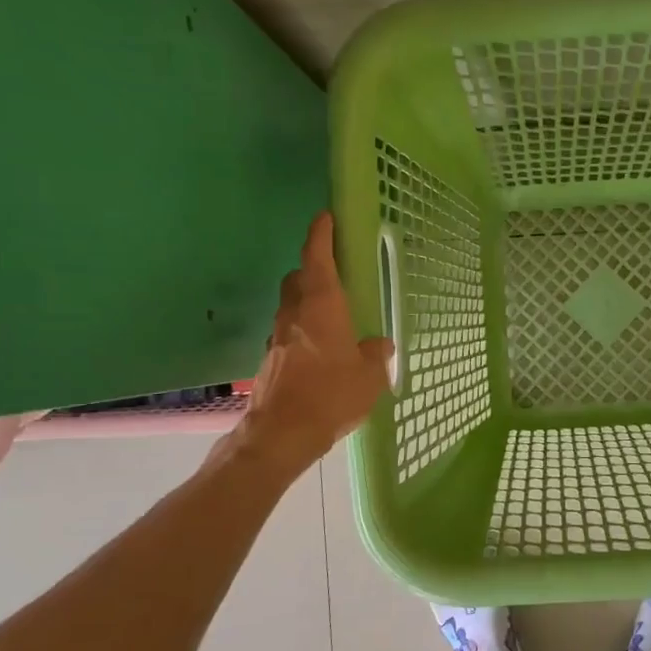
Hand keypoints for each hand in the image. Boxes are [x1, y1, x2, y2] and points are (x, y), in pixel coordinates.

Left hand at [238, 213, 393, 472]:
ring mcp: (277, 336)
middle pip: (298, 279)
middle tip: (333, 274)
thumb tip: (380, 344)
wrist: (282, 433)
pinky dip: (302, 331)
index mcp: (321, 306)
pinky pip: (288, 333)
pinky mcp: (270, 359)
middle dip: (312, 270)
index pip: (317, 258)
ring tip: (331, 317)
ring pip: (290, 306)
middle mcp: (294, 314)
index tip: (325, 217)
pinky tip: (319, 352)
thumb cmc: (331, 395)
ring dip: (306, 303)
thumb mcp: (369, 377)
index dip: (320, 235)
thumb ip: (377, 354)